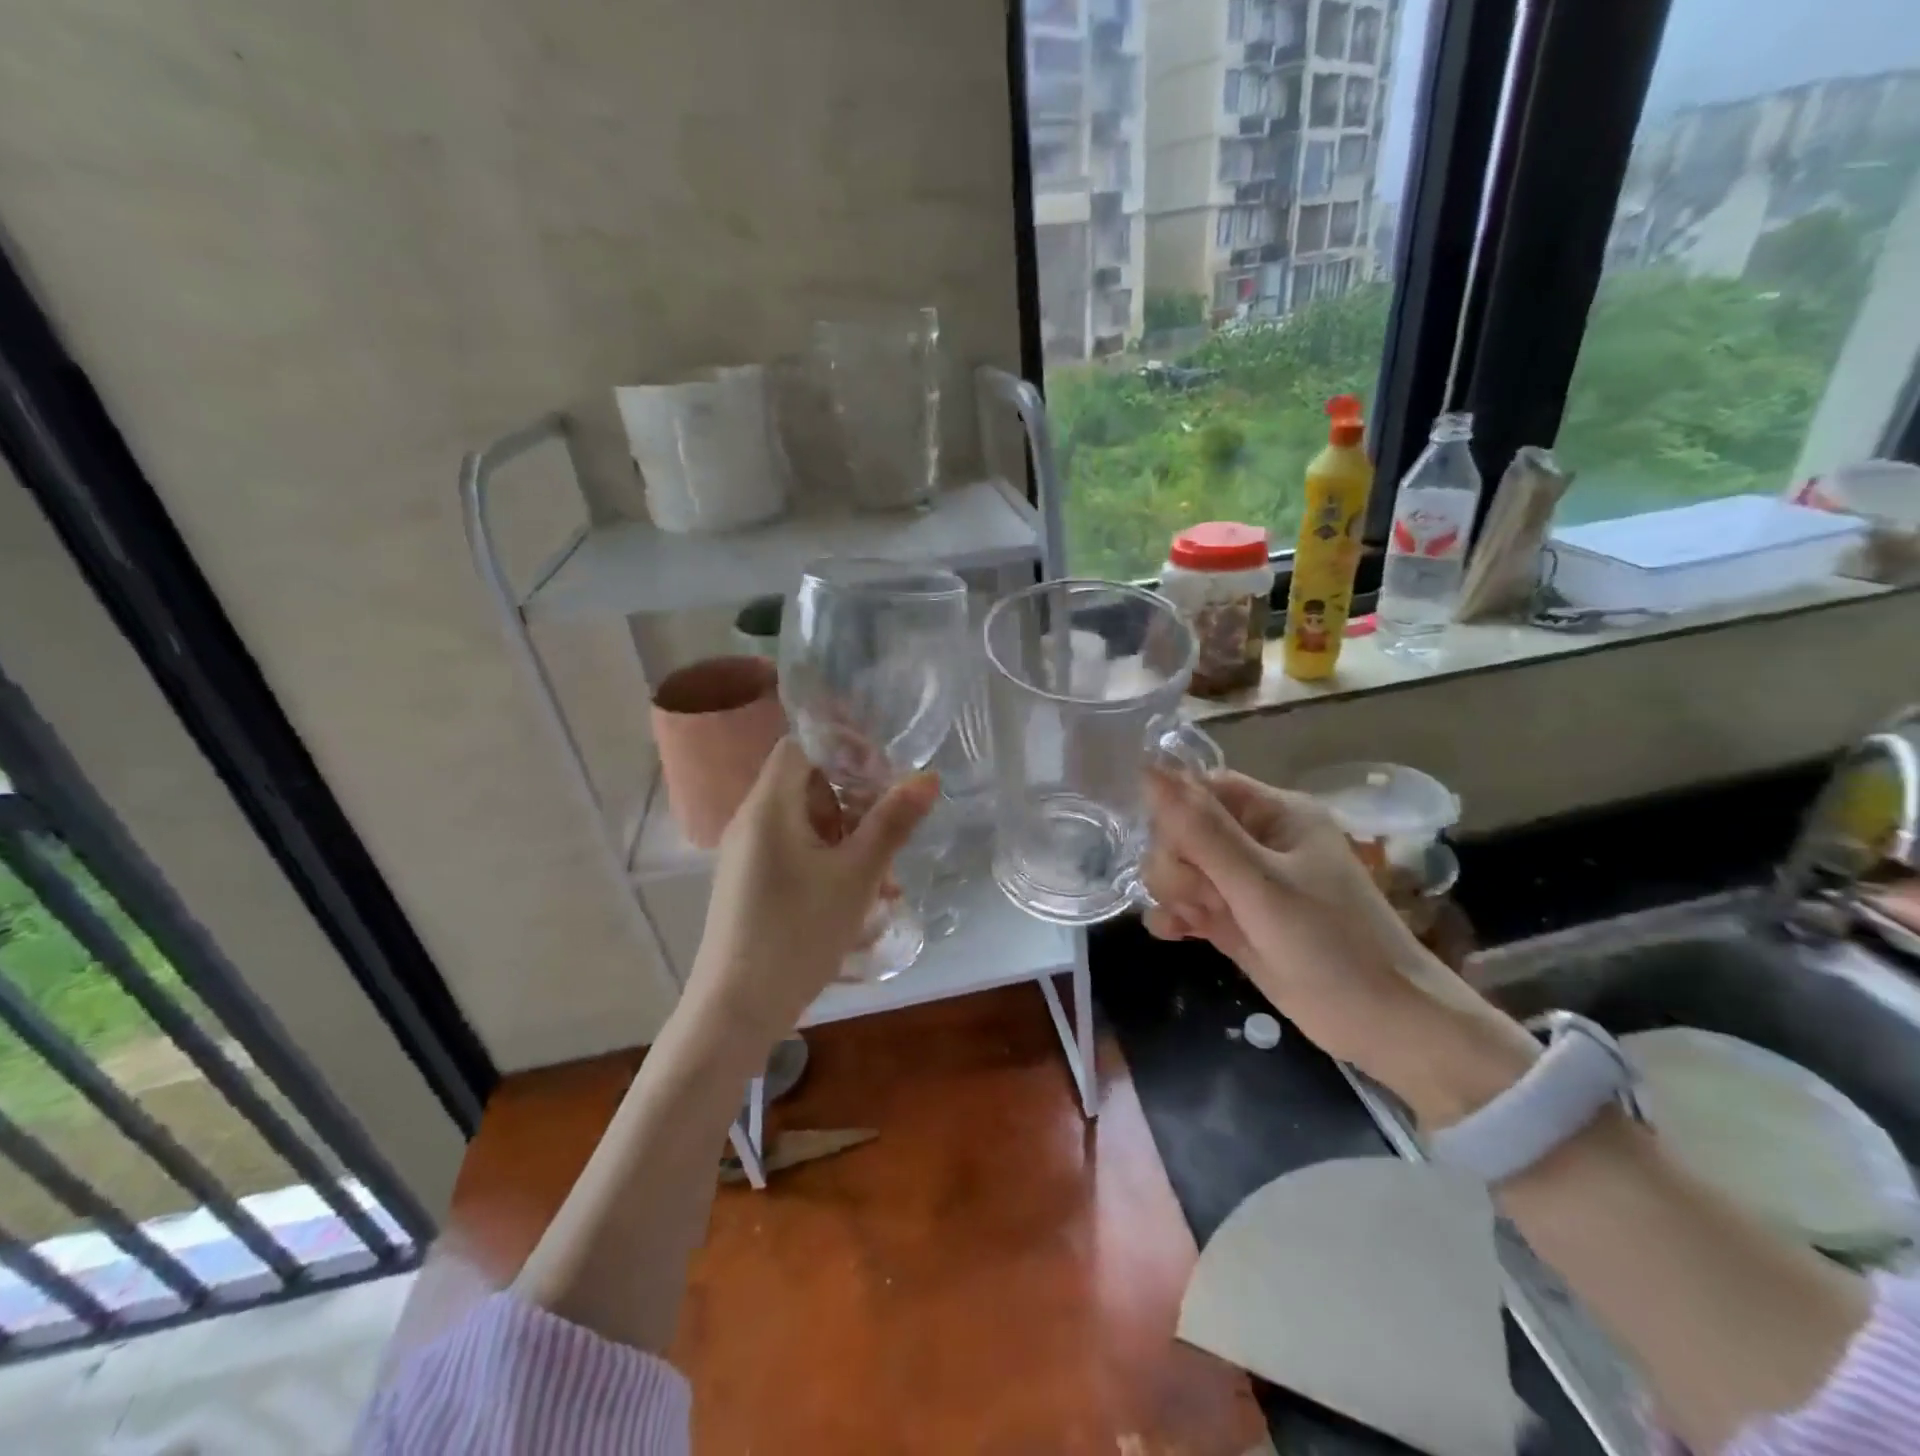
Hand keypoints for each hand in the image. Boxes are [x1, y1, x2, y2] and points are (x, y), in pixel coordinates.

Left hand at [683, 738, 937, 1048]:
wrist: (736, 1009)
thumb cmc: (798, 933)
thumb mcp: (857, 876)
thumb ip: (892, 823)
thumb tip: (928, 777)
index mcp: (769, 806)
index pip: (802, 745)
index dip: (846, 750)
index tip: (885, 774)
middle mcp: (752, 821)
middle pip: (808, 784)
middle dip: (856, 801)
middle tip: (893, 827)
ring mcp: (748, 854)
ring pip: (807, 823)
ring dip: (850, 837)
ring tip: (887, 875)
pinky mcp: (751, 883)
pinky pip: (796, 852)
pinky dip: (830, 860)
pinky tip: (862, 897)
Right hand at [1141, 766, 1535, 1120]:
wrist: (1383, 1026)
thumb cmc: (1331, 944)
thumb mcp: (1261, 884)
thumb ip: (1201, 831)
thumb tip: (1149, 769)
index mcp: (1275, 814)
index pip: (1203, 788)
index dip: (1176, 811)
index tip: (1172, 846)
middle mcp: (1257, 841)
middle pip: (1183, 830)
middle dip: (1179, 863)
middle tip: (1205, 895)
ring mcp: (1244, 885)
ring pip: (1180, 868)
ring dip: (1175, 892)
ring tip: (1196, 920)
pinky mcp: (1236, 922)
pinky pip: (1186, 904)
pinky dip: (1175, 916)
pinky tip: (1172, 932)